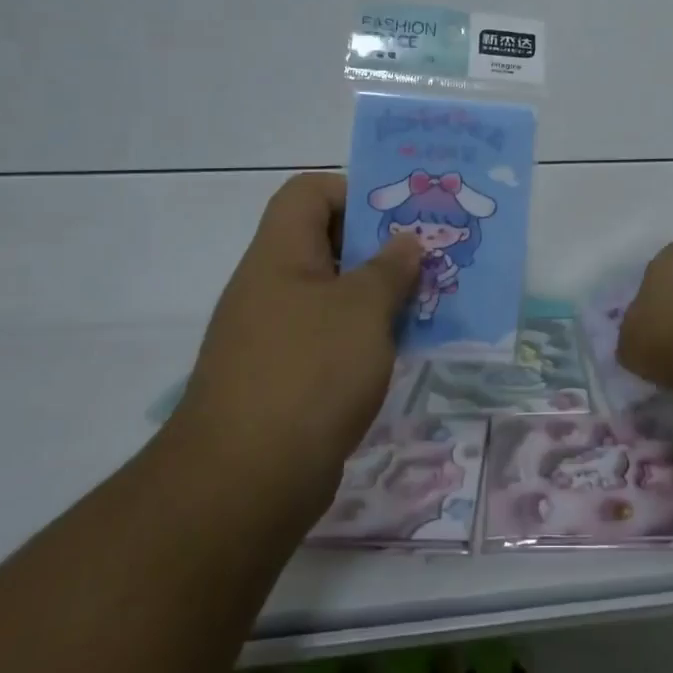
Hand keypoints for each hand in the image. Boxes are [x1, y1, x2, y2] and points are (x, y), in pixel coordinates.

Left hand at [169, 173, 420, 510]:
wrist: (245, 480)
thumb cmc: (310, 372)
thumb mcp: (363, 309)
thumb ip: (390, 268)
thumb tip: (405, 242)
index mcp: (280, 254)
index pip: (309, 193)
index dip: (353, 192)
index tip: (400, 218)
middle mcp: (270, 286)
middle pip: (325, 243)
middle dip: (379, 247)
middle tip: (426, 260)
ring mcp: (273, 334)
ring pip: (332, 294)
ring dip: (377, 295)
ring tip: (424, 304)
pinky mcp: (283, 377)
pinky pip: (329, 337)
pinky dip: (363, 336)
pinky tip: (398, 351)